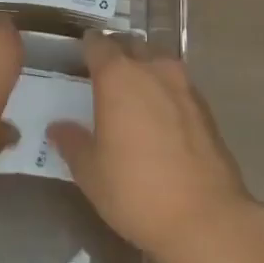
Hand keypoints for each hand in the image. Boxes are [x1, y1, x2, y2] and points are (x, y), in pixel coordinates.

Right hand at [49, 34, 258, 262]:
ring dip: (144, 69)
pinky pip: (177, 85)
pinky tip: (160, 116)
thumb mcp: (91, 173)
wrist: (206, 218)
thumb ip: (73, 143)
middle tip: (104, 74)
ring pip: (158, 62)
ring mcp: (184, 85)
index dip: (87, 47)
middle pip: (131, 46)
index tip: (80, 56)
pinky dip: (165, 91)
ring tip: (133, 92)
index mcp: (118, 76)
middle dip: (117, 53)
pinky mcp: (205, 107)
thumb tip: (58, 127)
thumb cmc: (136, 190)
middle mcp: (152, 69)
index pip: (98, 44)